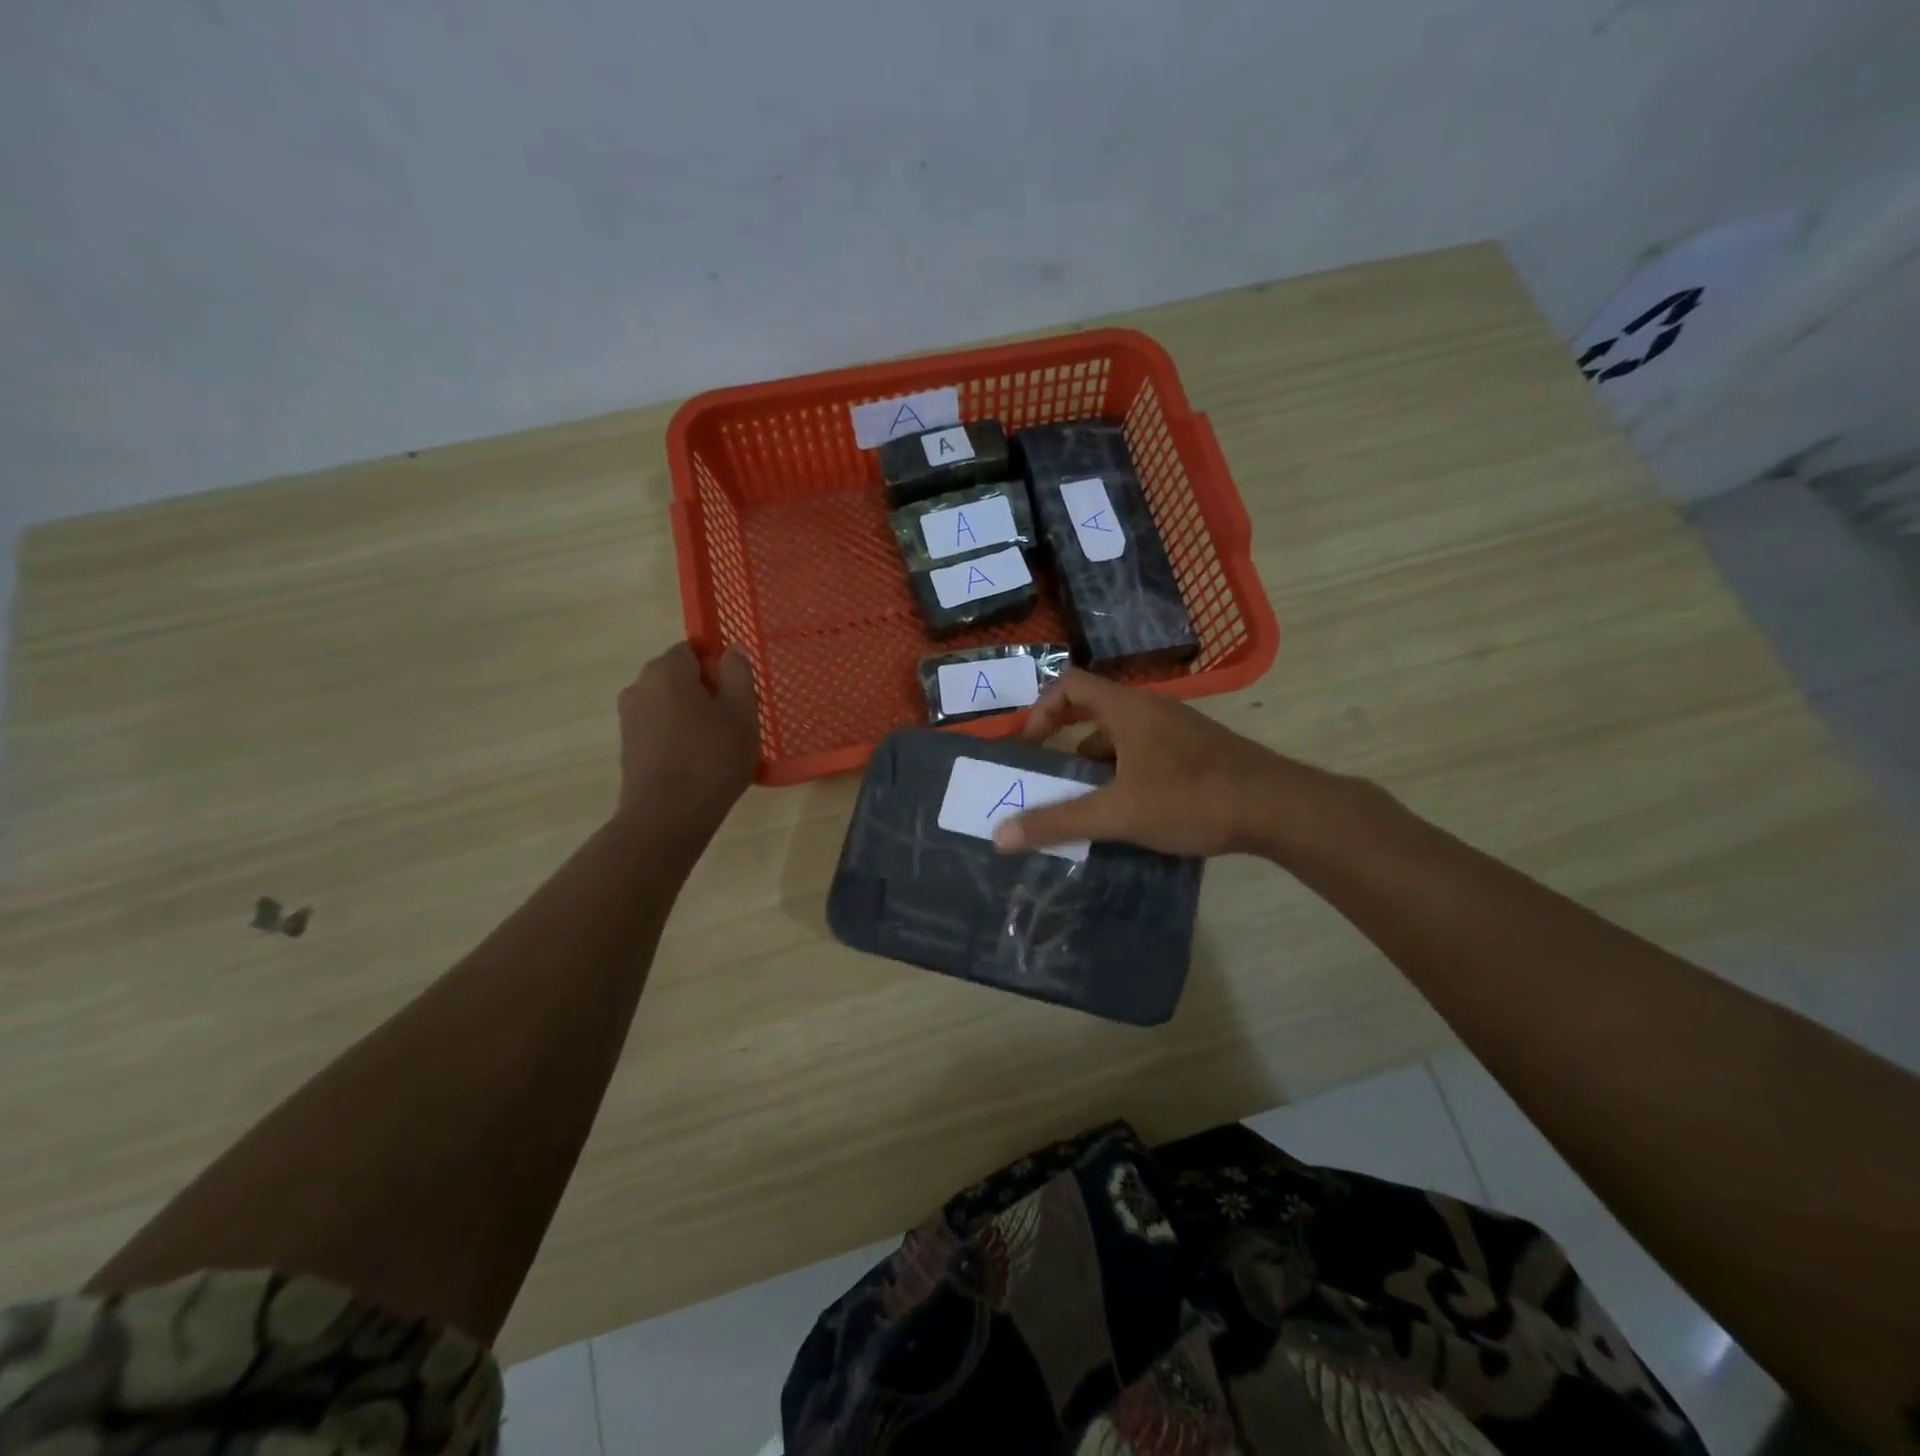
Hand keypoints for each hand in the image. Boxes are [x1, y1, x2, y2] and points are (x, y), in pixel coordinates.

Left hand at [615, 643, 759, 838]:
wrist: (667, 817)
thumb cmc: (712, 759)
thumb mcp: (742, 713)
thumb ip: (739, 673)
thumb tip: (733, 649)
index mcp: (667, 670)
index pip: (694, 649)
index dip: (720, 667)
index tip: (738, 695)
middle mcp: (640, 685)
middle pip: (680, 676)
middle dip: (707, 691)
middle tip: (735, 721)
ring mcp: (629, 717)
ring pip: (670, 703)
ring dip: (692, 715)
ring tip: (718, 746)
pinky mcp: (628, 745)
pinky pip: (660, 727)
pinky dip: (678, 736)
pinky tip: (697, 763)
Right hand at [992, 670, 1296, 857]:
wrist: (1278, 809)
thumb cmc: (1192, 797)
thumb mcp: (1119, 812)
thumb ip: (1059, 821)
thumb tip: (999, 836)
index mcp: (1128, 709)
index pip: (1070, 684)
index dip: (1040, 710)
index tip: (1028, 747)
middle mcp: (1151, 711)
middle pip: (1092, 712)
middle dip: (1063, 744)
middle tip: (1044, 778)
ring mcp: (1178, 732)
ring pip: (1120, 739)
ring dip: (1094, 766)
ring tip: (1079, 805)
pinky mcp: (1196, 755)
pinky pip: (1144, 756)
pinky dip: (1123, 777)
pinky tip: (1124, 814)